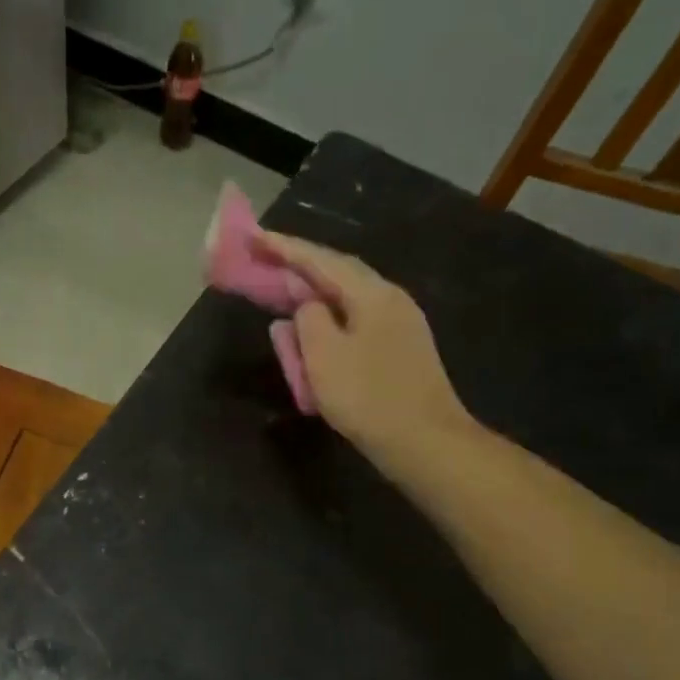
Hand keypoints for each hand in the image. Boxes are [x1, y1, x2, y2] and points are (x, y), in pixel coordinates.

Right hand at [259, 231, 476, 471]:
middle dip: (300, 266)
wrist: (425, 442)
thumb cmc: (369, 398)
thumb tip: (307, 307)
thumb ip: (307, 320)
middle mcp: (390, 299)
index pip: (322, 261)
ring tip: (284, 291)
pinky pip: (355, 321)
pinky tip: (314, 329)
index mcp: (372, 294)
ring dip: (314, 293)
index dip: (285, 248)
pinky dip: (328, 319)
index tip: (255, 237)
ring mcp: (400, 324)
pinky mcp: (399, 349)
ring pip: (348, 298)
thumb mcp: (324, 356)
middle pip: (339, 273)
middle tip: (265, 260)